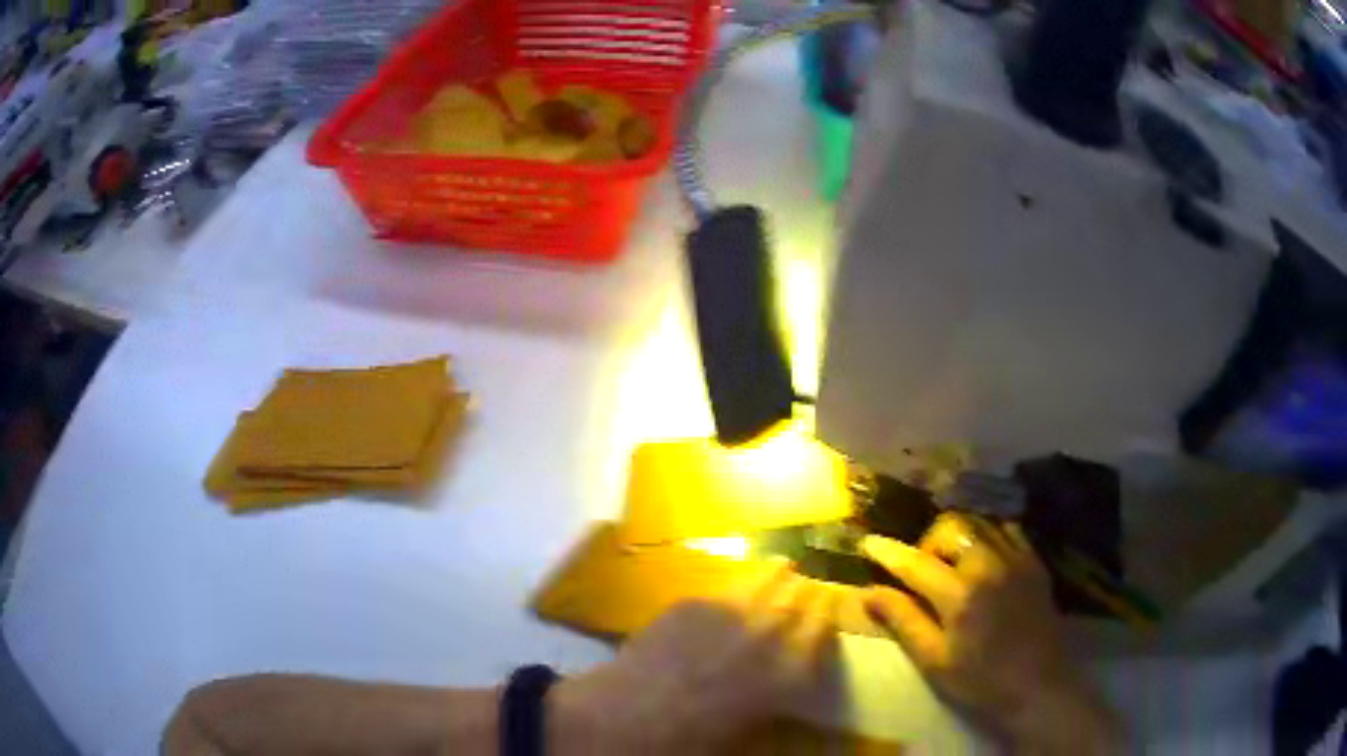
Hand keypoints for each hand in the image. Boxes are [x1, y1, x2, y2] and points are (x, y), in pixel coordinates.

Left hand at [551, 563, 839, 754]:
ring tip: (783, 568)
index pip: (821, 630)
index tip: (830, 603)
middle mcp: (768, 634)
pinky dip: (739, 585)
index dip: (827, 614)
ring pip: (764, 582)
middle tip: (809, 586)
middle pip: (798, 601)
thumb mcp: (749, 728)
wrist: (633, 713)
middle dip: (807, 592)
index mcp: (788, 671)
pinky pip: (725, 588)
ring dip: (777, 576)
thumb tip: (780, 681)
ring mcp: (730, 612)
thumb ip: (774, 695)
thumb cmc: (694, 738)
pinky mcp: (694, 603)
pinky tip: (737, 588)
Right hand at [861, 514, 1119, 754]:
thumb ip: (903, 622)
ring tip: (951, 563)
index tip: (869, 543)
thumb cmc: (980, 682)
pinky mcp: (1034, 562)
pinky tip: (982, 558)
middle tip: (922, 571)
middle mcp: (989, 566)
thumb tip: (870, 593)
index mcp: (960, 596)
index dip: (888, 552)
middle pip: (951, 527)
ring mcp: (1016, 559)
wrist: (1038, 686)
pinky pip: (1007, 529)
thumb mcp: (934, 661)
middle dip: (928, 542)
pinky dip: (988, 534)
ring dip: (957, 536)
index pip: (916, 563)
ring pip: (980, 521)